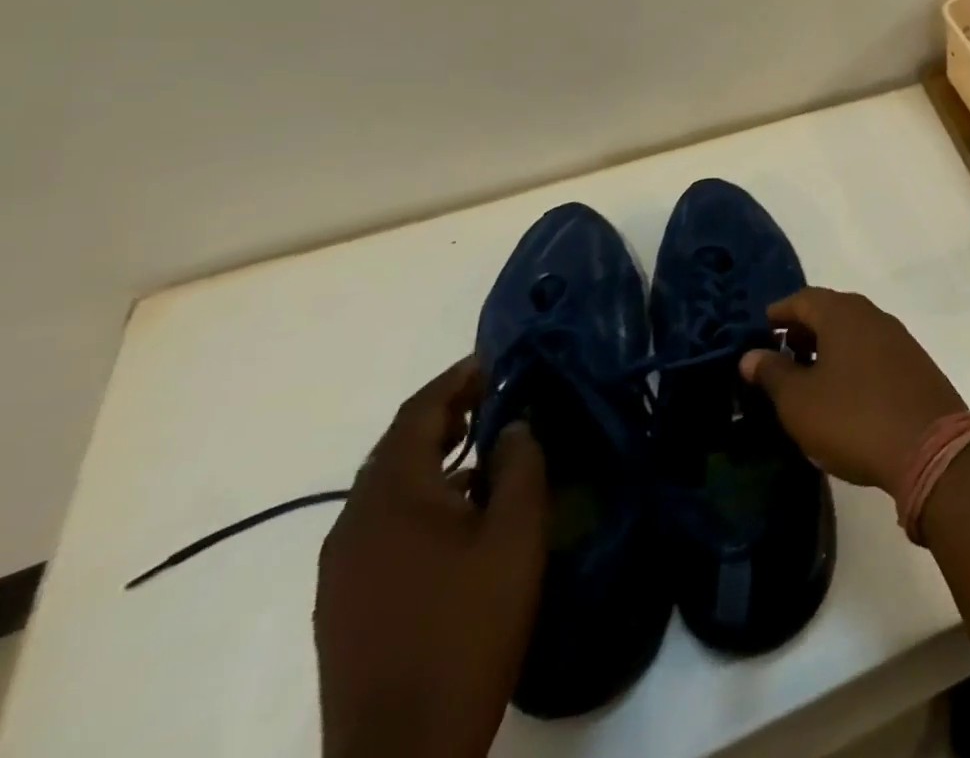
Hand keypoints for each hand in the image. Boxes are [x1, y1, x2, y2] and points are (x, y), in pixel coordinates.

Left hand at [315, 360, 547, 757]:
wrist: (403, 747)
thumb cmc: (469, 624)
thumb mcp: (516, 534)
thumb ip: (521, 465)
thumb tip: (513, 424)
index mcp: (392, 497)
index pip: (418, 414)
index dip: (457, 378)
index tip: (495, 357)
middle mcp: (353, 522)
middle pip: (397, 446)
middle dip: (446, 412)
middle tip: (497, 393)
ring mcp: (341, 565)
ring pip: (387, 484)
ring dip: (433, 453)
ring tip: (484, 442)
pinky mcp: (342, 598)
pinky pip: (380, 520)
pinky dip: (419, 492)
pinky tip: (458, 508)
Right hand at [740, 289, 965, 495]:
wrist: (930, 446)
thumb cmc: (853, 417)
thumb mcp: (800, 401)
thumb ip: (773, 374)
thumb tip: (751, 354)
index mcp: (843, 314)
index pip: (804, 298)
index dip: (780, 312)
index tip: (762, 330)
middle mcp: (873, 315)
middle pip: (831, 310)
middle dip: (804, 329)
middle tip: (782, 356)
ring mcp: (899, 338)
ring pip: (854, 331)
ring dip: (829, 346)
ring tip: (809, 378)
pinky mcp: (915, 363)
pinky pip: (873, 350)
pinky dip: (852, 361)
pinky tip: (844, 392)